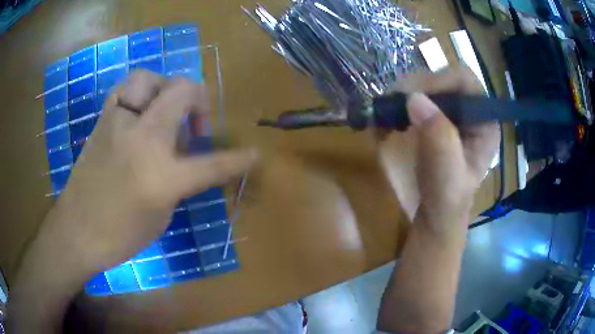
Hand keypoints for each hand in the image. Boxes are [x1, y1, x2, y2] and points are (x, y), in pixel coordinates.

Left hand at [9, 71, 257, 331]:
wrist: (77, 230)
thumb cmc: (120, 235)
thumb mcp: (161, 215)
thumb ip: (178, 180)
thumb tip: (183, 157)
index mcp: (162, 175)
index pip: (212, 163)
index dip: (238, 160)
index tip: (254, 155)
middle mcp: (142, 138)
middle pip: (182, 91)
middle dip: (200, 100)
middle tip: (195, 123)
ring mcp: (118, 124)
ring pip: (148, 77)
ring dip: (165, 87)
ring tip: (165, 108)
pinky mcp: (102, 121)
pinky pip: (124, 90)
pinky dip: (138, 93)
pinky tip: (139, 111)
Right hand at [378, 69, 499, 233]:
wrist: (434, 216)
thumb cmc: (447, 201)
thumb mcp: (447, 176)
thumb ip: (439, 139)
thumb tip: (414, 98)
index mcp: (484, 122)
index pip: (465, 81)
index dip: (439, 81)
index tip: (412, 97)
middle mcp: (469, 111)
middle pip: (442, 78)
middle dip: (416, 87)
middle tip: (393, 103)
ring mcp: (450, 113)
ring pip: (424, 85)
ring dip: (403, 95)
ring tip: (388, 113)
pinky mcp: (433, 118)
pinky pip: (413, 98)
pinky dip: (397, 105)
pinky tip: (389, 120)